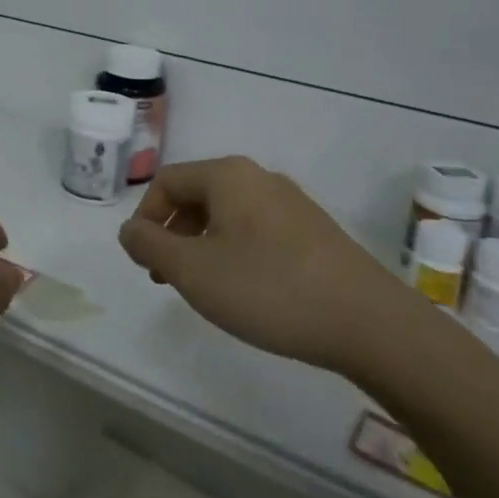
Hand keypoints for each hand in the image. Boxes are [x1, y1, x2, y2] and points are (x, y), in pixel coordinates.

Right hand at [117, 157, 411, 374]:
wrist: (368, 322)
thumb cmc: (268, 288)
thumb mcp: (193, 271)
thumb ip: (150, 245)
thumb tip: (130, 230)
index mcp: (228, 175)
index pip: (166, 182)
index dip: (144, 219)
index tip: (144, 263)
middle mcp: (259, 178)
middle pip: (197, 195)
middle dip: (172, 234)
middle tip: (167, 278)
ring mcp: (291, 203)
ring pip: (227, 215)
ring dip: (201, 246)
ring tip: (203, 288)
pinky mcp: (313, 231)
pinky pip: (256, 230)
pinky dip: (234, 252)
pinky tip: (245, 290)